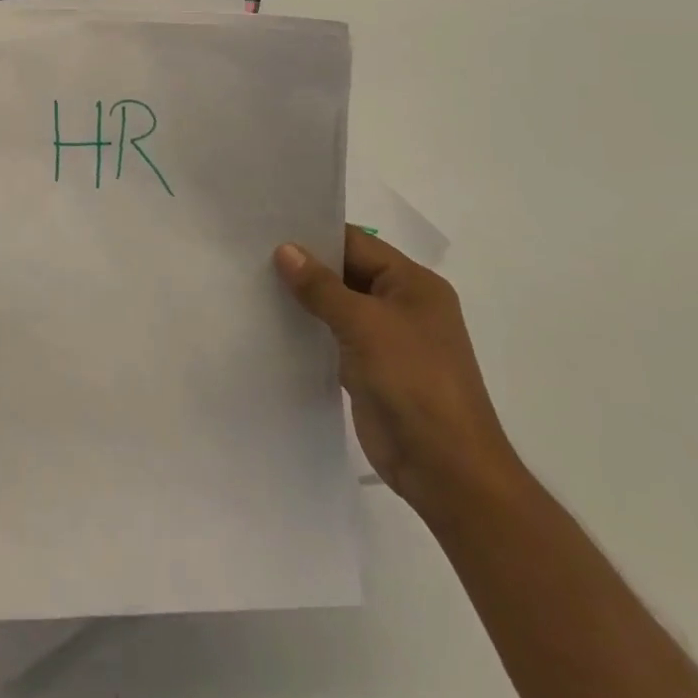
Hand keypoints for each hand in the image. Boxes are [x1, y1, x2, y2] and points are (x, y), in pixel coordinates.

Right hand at [274, 227, 521, 519]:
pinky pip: (334, 338)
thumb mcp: (364, 324)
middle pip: (347, 273)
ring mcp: (387, 340)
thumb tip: (285, 249)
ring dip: (304, 299)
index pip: (357, 244)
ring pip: (338, 307)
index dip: (316, 235)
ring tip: (254, 284)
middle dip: (305, 267)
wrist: (445, 468)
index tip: (269, 229)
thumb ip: (321, 286)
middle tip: (252, 255)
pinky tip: (273, 324)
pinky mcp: (371, 370)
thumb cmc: (413, 381)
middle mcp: (402, 305)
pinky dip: (309, 330)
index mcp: (414, 284)